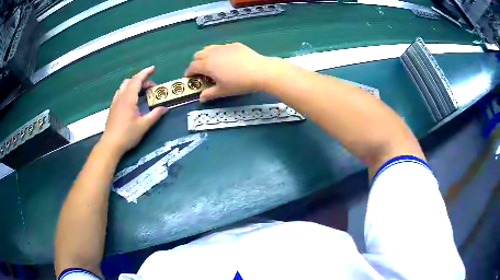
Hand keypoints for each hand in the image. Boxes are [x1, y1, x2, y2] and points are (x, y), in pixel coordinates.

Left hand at [100, 66, 166, 155]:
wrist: (111, 145)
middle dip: (141, 79)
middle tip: (151, 87)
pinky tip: (131, 99)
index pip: (137, 80)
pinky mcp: (112, 108)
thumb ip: (155, 115)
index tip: (153, 69)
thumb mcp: (144, 126)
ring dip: (133, 84)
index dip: (146, 73)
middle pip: (130, 81)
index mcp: (129, 98)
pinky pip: (120, 93)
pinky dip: (127, 90)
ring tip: (141, 91)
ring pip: (124, 86)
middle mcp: (121, 97)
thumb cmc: (127, 135)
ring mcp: (115, 102)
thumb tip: (164, 108)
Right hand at [185, 43, 275, 101]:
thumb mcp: (223, 91)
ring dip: (205, 55)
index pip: (192, 67)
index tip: (189, 78)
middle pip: (198, 55)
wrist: (260, 71)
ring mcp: (224, 47)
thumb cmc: (239, 83)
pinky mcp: (234, 45)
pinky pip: (221, 47)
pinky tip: (226, 59)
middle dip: (195, 63)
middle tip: (200, 71)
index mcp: (207, 64)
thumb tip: (201, 98)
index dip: (189, 72)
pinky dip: (218, 52)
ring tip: (211, 63)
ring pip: (209, 48)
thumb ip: (210, 94)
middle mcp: (212, 53)